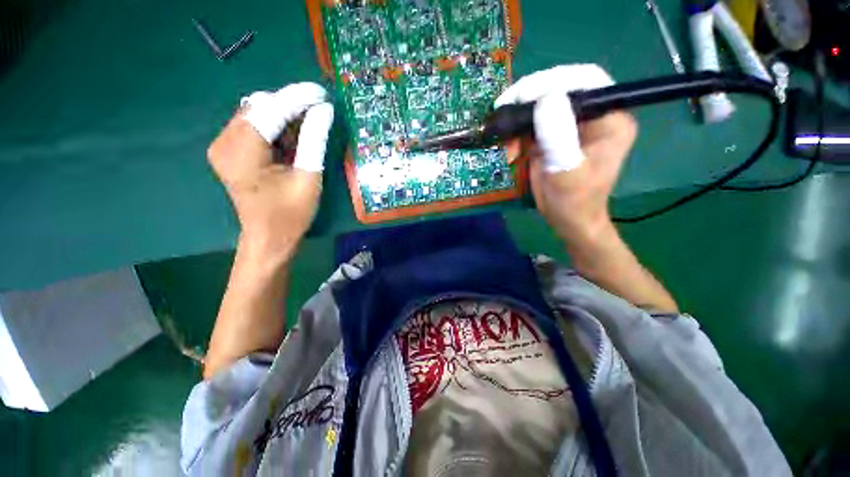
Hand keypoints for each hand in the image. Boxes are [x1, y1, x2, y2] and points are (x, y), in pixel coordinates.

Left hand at [207, 83, 333, 258]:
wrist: (268, 238)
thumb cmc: (291, 215)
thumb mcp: (309, 178)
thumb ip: (314, 141)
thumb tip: (324, 110)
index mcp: (241, 153)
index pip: (270, 110)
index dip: (298, 98)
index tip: (322, 93)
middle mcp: (224, 142)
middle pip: (259, 106)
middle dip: (291, 106)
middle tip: (319, 113)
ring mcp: (222, 145)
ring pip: (256, 113)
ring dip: (284, 116)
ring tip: (308, 128)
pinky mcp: (228, 150)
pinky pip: (253, 125)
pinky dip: (275, 126)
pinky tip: (292, 138)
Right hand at [496, 65, 636, 242]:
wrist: (567, 219)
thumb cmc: (574, 201)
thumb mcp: (567, 172)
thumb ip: (559, 137)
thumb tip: (545, 99)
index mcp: (610, 118)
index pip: (585, 81)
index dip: (552, 81)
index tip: (521, 96)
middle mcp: (593, 114)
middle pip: (559, 89)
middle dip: (528, 102)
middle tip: (504, 114)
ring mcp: (571, 125)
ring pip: (540, 107)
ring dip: (518, 123)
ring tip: (508, 145)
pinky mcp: (553, 136)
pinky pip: (531, 125)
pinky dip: (516, 135)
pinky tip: (511, 152)